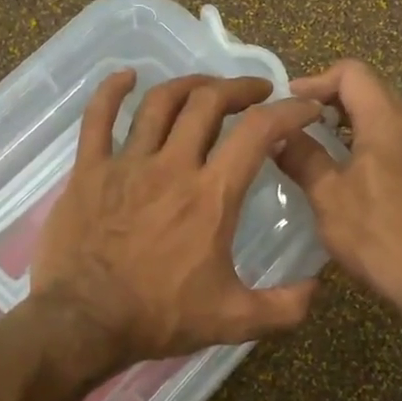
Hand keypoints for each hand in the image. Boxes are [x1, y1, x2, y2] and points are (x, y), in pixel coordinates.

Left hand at [30, 71, 323, 372]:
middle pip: (208, 103)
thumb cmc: (159, 317)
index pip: (259, 132)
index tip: (303, 108)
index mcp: (212, 195)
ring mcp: (126, 164)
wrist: (84, 323)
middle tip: (254, 92)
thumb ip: (284, 307)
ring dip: (188, 85)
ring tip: (206, 86)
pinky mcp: (88, 170)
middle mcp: (172, 166)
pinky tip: (126, 77)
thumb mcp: (234, 321)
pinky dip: (112, 91)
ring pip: (160, 103)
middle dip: (238, 88)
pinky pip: (97, 118)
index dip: (288, 111)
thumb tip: (317, 287)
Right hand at [276, 59, 401, 316]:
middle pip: (372, 90)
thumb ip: (302, 157)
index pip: (352, 72)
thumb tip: (278, 135)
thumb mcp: (327, 196)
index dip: (317, 80)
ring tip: (324, 150)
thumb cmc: (376, 235)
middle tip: (301, 125)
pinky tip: (357, 177)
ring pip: (388, 117)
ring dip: (354, 124)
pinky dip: (374, 144)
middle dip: (333, 100)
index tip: (291, 105)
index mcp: (387, 122)